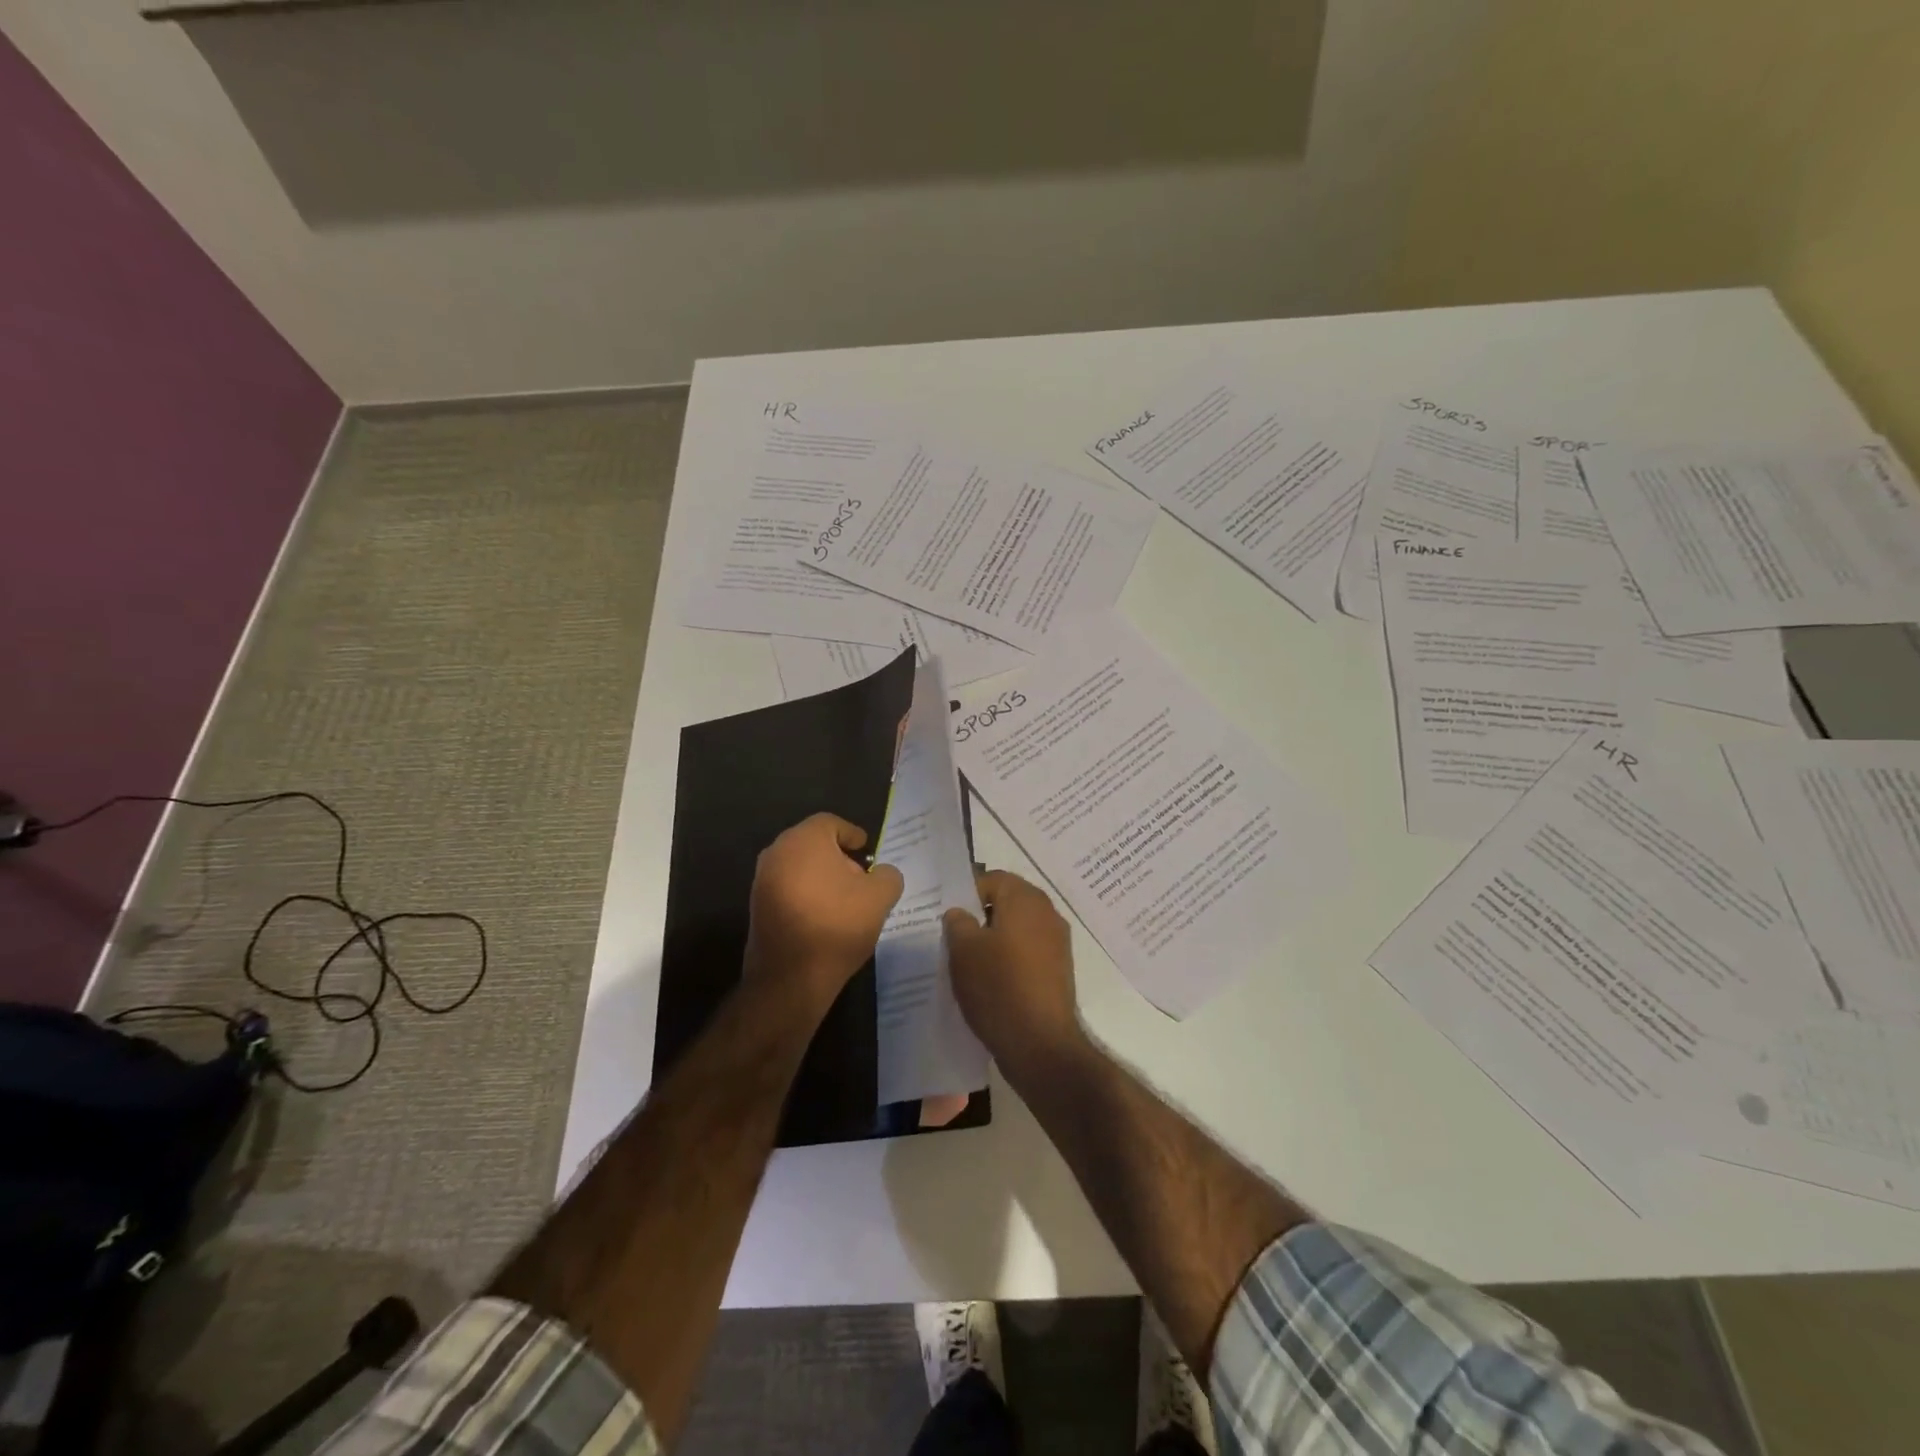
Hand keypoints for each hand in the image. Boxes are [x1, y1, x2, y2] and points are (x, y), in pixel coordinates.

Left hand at [745, 813, 903, 1015]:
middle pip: (813, 844)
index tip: (866, 851)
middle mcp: (777, 852)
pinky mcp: (756, 906)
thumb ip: (887, 876)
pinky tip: (823, 917)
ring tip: (844, 900)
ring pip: (799, 866)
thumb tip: (882, 873)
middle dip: (838, 857)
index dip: (852, 834)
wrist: (789, 977)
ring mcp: (762, 880)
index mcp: (804, 840)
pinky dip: (806, 894)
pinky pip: (787, 888)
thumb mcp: (879, 898)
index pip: (832, 823)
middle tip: (860, 878)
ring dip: (821, 877)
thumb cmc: (836, 925)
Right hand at [942, 870, 1083, 1078]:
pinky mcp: (1059, 970)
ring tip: (968, 961)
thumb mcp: (963, 950)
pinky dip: (1010, 959)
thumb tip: (960, 913)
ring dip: (995, 939)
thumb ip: (957, 921)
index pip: (991, 879)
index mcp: (1026, 899)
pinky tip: (990, 980)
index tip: (947, 916)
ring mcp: (1057, 942)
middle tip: (954, 937)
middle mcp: (1047, 913)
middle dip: (980, 916)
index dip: (966, 893)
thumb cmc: (998, 987)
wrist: (1040, 1044)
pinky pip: (1028, 951)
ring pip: (1017, 928)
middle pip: (1007, 902)